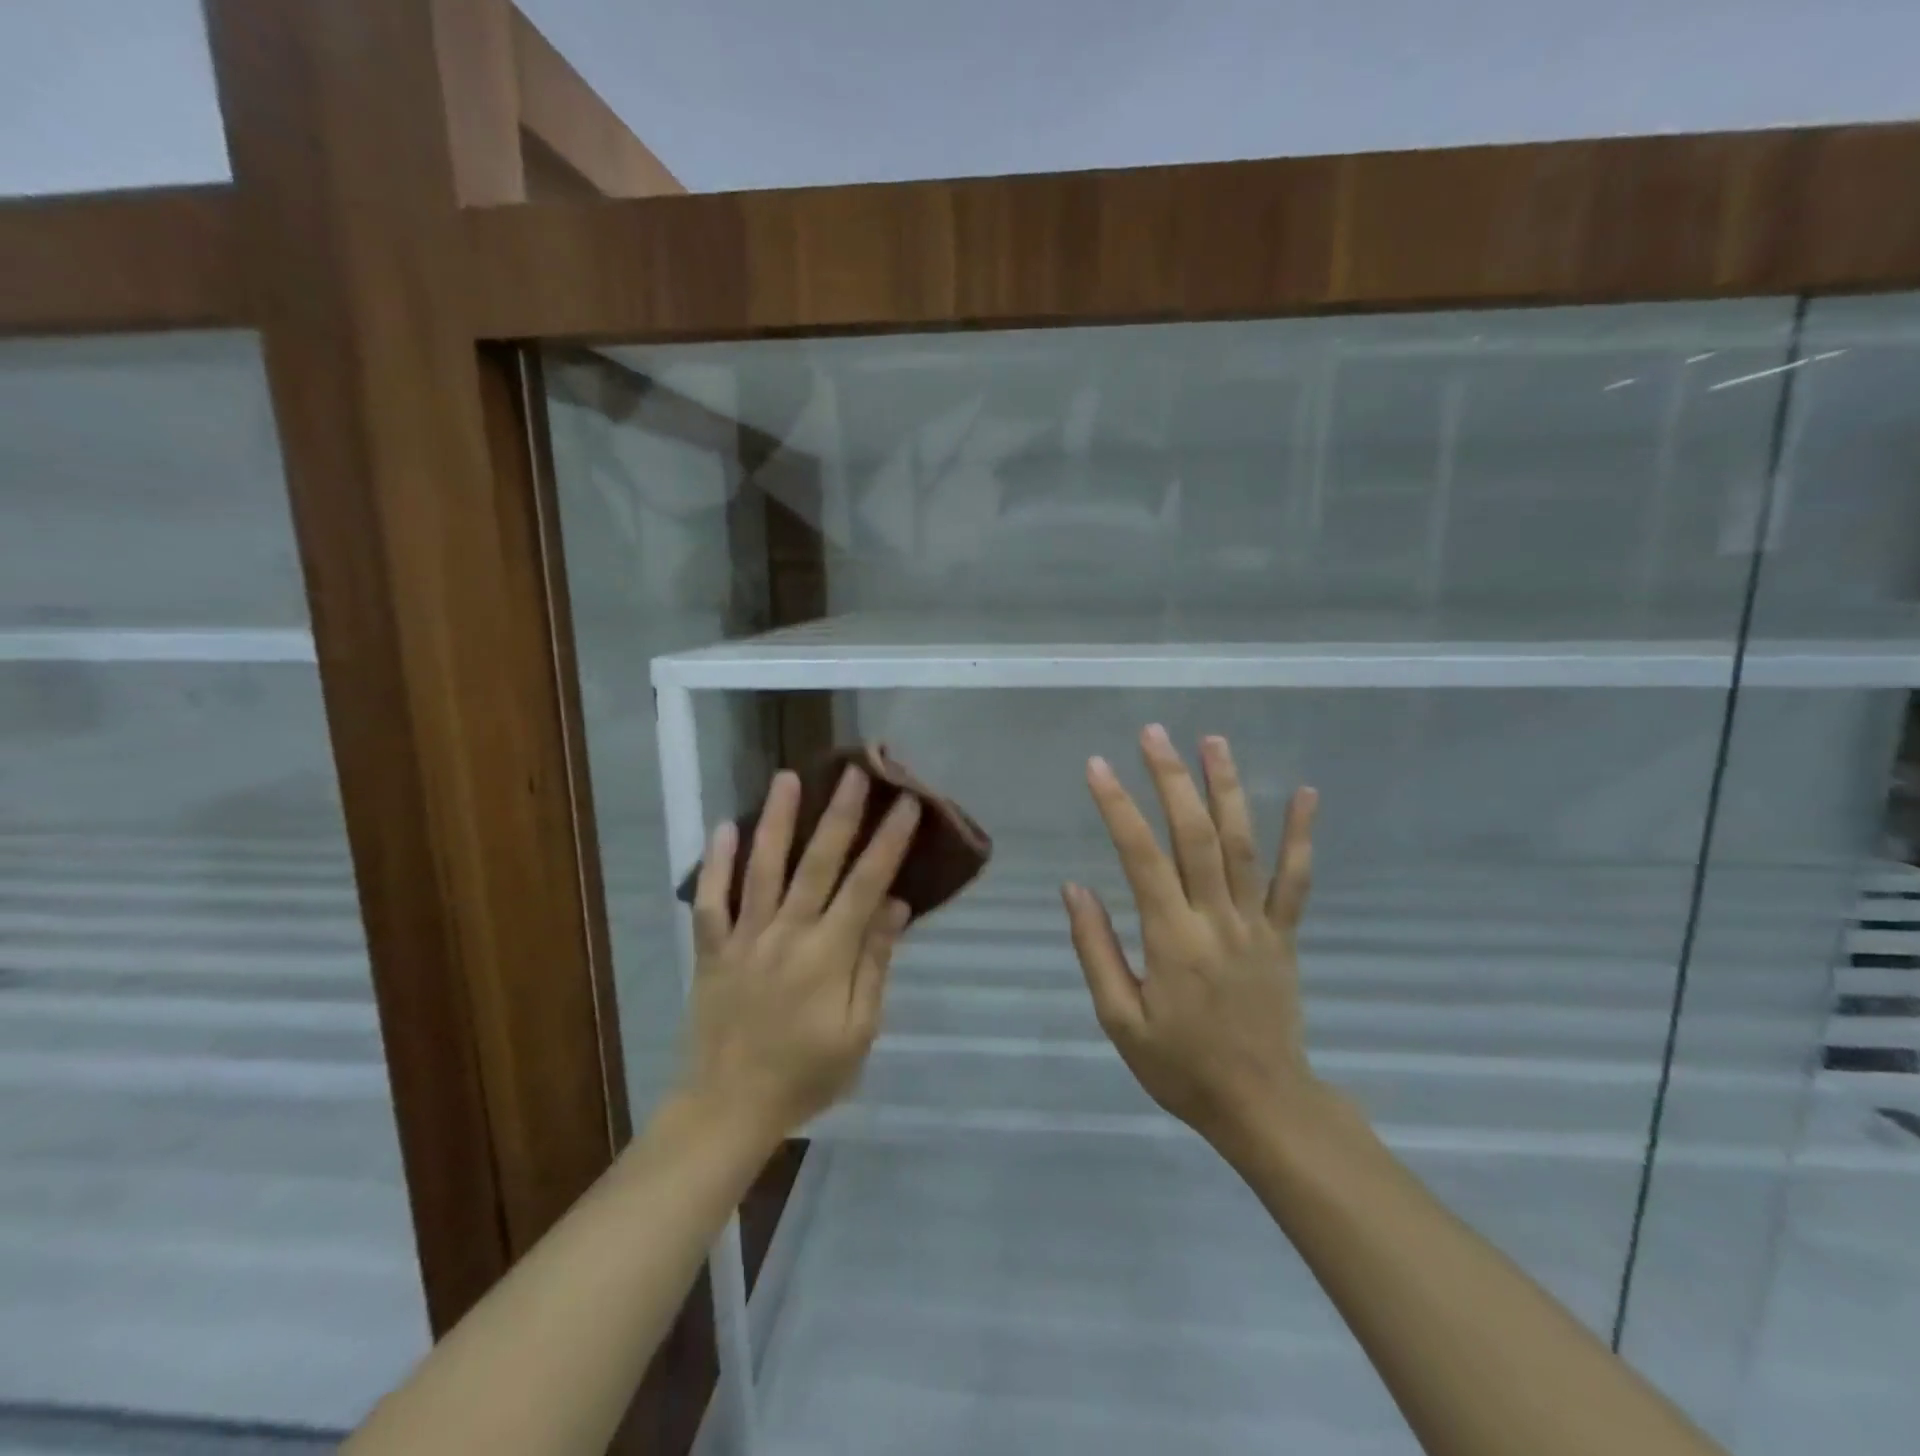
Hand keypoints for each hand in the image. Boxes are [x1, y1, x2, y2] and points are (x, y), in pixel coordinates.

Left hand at [678, 766, 918, 1143]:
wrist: (729, 1108)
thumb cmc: (805, 1075)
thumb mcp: (860, 1031)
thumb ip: (875, 963)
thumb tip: (893, 905)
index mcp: (829, 954)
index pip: (867, 884)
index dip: (889, 841)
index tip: (906, 802)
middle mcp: (788, 933)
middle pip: (818, 862)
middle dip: (840, 812)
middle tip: (855, 769)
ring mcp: (745, 938)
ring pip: (763, 868)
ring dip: (776, 819)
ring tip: (787, 777)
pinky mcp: (711, 950)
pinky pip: (711, 900)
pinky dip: (716, 863)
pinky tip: (724, 827)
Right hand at [1062, 725, 1321, 1148]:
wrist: (1263, 1106)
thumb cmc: (1181, 1066)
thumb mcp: (1120, 1019)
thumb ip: (1095, 950)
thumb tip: (1075, 888)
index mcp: (1173, 939)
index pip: (1141, 857)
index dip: (1119, 807)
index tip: (1098, 766)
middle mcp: (1218, 919)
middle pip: (1196, 835)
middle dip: (1172, 779)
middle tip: (1154, 733)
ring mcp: (1258, 923)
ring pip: (1244, 844)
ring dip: (1228, 788)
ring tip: (1213, 740)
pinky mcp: (1285, 934)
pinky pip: (1295, 880)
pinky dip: (1301, 835)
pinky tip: (1305, 793)